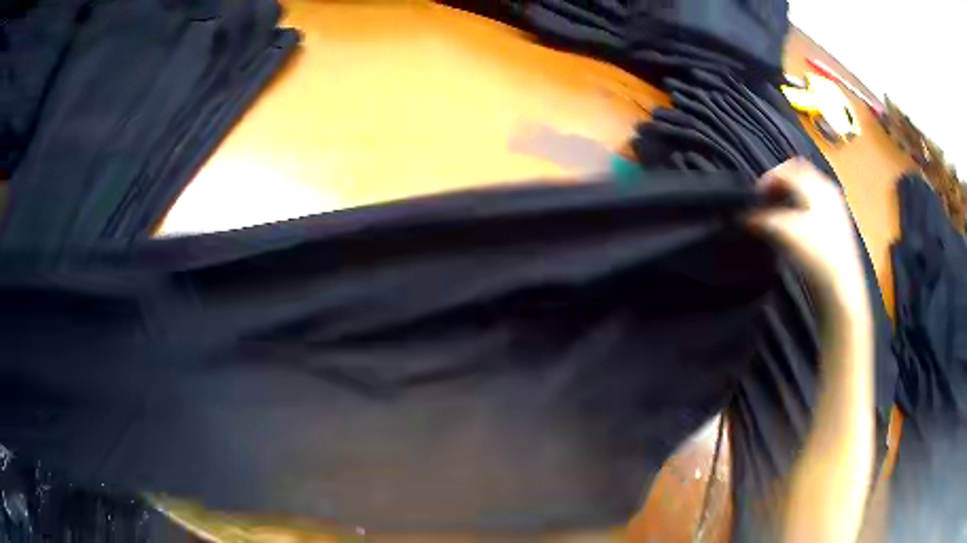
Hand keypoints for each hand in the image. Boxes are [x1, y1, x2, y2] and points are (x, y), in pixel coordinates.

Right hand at [749, 159, 868, 312]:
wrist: (841, 287)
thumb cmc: (815, 253)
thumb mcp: (784, 231)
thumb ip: (762, 218)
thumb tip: (745, 216)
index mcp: (816, 183)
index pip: (786, 169)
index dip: (767, 180)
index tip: (754, 198)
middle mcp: (827, 188)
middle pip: (797, 176)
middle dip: (778, 186)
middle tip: (764, 204)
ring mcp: (835, 207)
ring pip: (806, 192)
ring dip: (788, 199)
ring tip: (776, 217)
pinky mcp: (837, 226)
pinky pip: (814, 207)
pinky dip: (799, 211)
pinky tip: (794, 230)